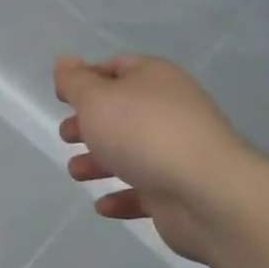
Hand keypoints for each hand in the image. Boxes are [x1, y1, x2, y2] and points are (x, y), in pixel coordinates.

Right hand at [54, 54, 255, 261]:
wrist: (206, 193)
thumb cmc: (143, 133)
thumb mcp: (97, 99)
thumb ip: (76, 82)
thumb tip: (65, 62)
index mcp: (154, 79)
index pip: (117, 67)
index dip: (87, 79)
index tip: (62, 97)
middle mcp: (169, 110)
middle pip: (122, 112)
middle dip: (90, 124)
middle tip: (66, 136)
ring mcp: (177, 152)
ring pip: (131, 152)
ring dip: (100, 162)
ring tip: (76, 172)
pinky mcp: (180, 191)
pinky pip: (145, 191)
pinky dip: (123, 196)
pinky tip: (103, 206)